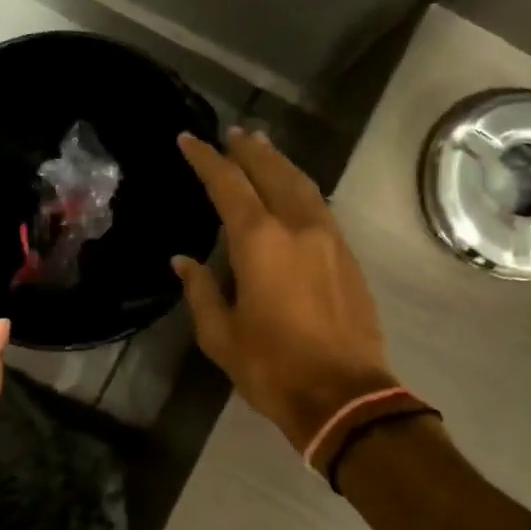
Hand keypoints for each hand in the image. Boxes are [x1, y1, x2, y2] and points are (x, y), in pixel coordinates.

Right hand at [173, 128, 395, 449]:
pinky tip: (293, 193)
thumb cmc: (273, 368)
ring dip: (280, 163)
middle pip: (273, 172)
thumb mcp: (221, 335)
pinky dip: (301, 189)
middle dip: (250, 150)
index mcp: (260, 242)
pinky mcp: (349, 257)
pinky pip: (321, 207)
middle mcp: (298, 227)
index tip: (189, 139)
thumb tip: (182, 261)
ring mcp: (329, 239)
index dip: (206, 159)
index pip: (228, 184)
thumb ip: (201, 290)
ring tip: (263, 148)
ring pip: (303, 185)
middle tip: (233, 133)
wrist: (345, 396)